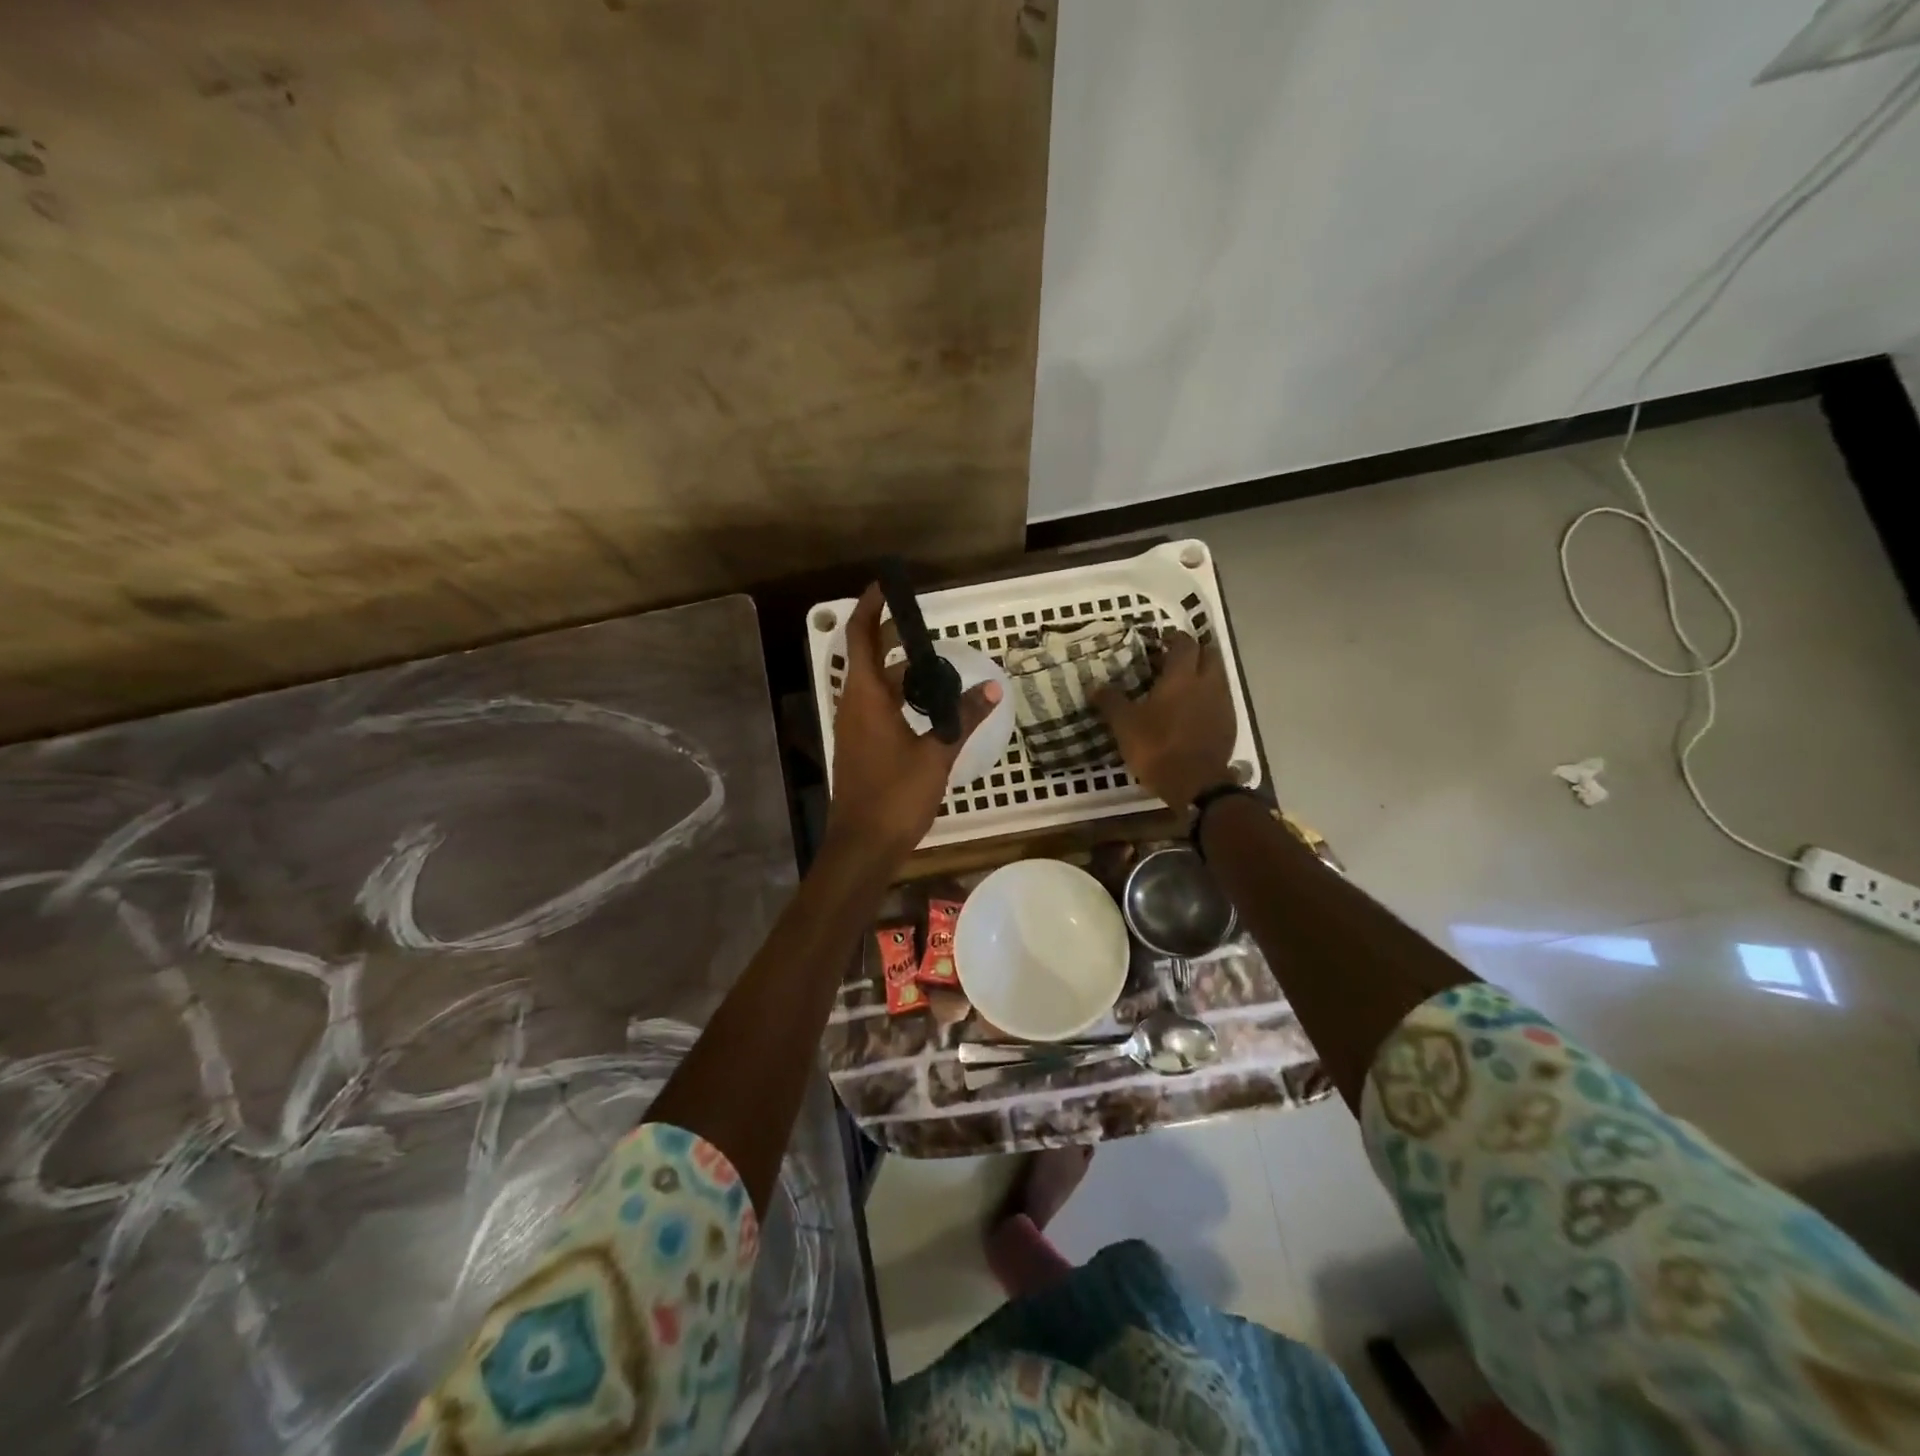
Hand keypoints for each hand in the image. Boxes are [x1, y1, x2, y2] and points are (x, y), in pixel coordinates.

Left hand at [826, 585, 1001, 864]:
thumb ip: (962, 717)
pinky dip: (896, 695)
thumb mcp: (937, 753)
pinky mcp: (860, 746)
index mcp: (866, 698)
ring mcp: (854, 727)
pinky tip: (925, 707)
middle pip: (865, 657)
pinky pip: (875, 706)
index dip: (869, 607)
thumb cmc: (896, 796)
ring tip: (935, 667)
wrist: (864, 845)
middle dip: (889, 636)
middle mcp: (853, 706)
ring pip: (872, 685)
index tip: (884, 584)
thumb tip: (990, 687)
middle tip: (922, 626)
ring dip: (897, 670)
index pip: (861, 638)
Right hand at [1094, 631, 1235, 808]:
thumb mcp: (1125, 725)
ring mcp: (1223, 703)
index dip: (1173, 638)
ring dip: (1203, 674)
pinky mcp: (1230, 724)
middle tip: (1173, 661)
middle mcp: (1207, 683)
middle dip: (1193, 652)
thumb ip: (1111, 701)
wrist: (1195, 784)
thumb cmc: (1157, 747)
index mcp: (1181, 677)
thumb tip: (1094, 686)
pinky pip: (1220, 699)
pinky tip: (1192, 712)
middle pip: (1209, 654)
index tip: (1160, 642)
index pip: (1184, 644)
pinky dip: (1208, 698)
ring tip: (1181, 687)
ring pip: (1218, 676)